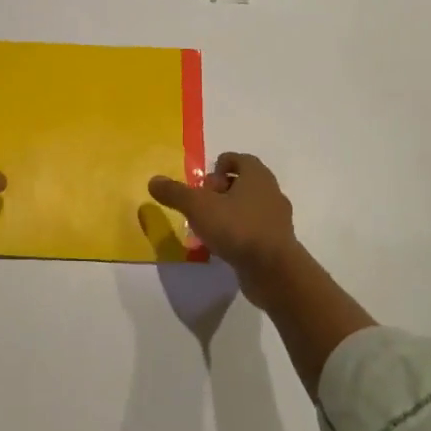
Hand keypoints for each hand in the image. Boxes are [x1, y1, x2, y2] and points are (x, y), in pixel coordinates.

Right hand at [150, 152, 372, 391]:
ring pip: (247, 207)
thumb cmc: (237, 228)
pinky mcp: (277, 242)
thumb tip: (153, 180)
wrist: (274, 271)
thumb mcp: (198, 207)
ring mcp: (277, 218)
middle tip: (202, 207)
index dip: (217, 168)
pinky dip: (238, 234)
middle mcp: (270, 192)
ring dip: (227, 214)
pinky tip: (223, 248)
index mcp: (256, 175)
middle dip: (219, 192)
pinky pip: (253, 230)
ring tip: (208, 230)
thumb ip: (175, 192)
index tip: (203, 187)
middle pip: (241, 183)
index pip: (237, 159)